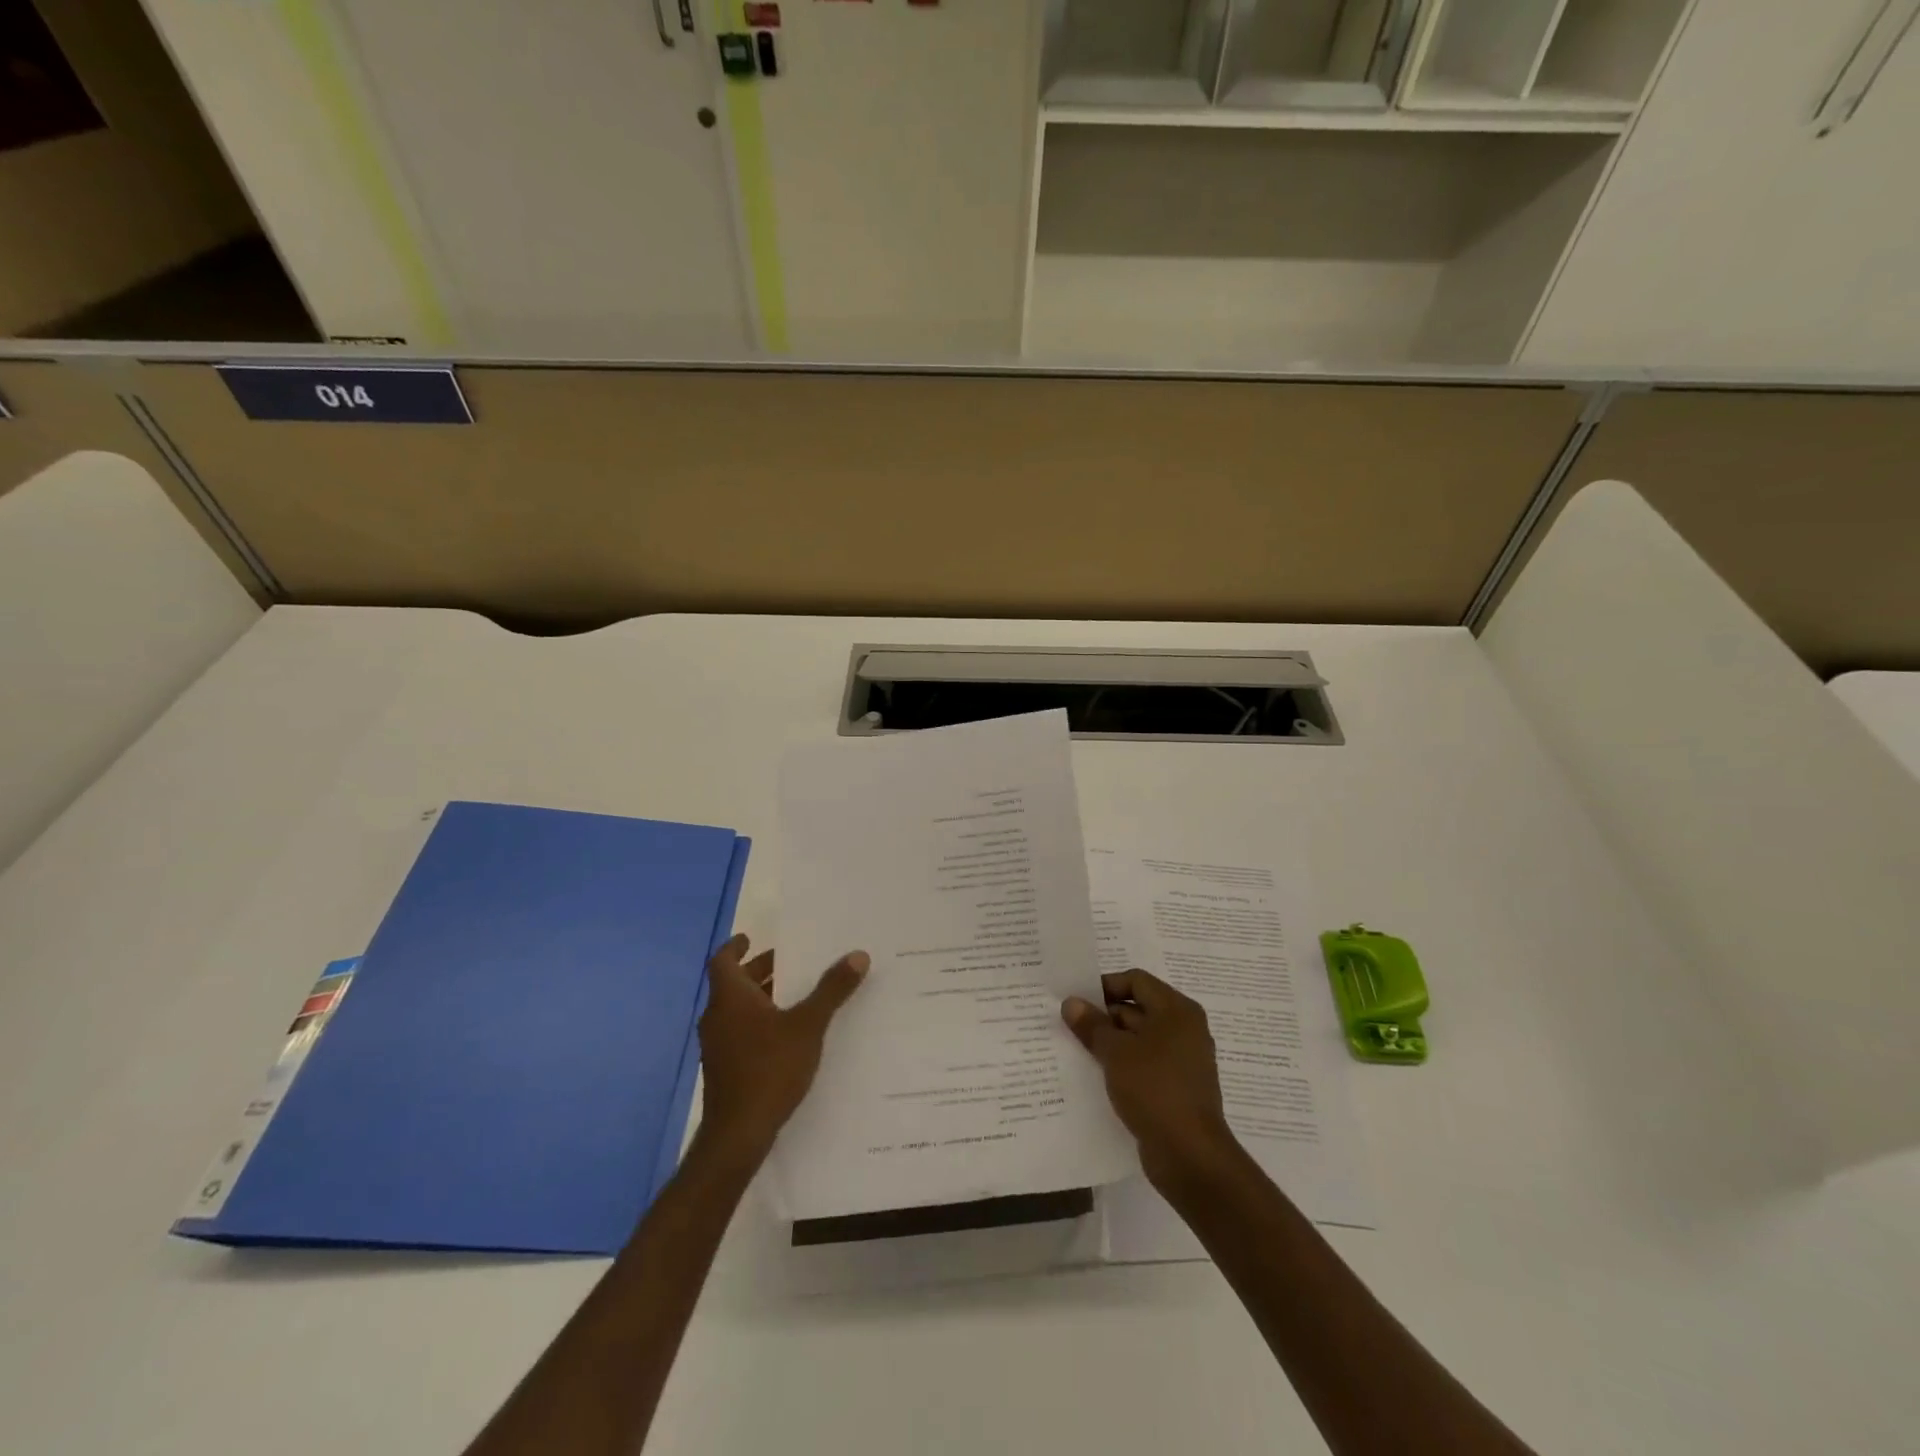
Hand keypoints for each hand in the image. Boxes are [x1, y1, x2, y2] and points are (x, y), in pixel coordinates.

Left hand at [697, 934, 868, 1160]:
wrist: (738, 1134)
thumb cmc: (769, 1069)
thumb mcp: (808, 1025)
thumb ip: (831, 990)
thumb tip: (858, 955)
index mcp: (730, 998)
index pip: (723, 960)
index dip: (736, 946)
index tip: (751, 938)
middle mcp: (717, 1016)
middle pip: (732, 983)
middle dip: (758, 971)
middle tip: (786, 962)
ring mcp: (717, 1045)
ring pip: (736, 1009)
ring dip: (759, 997)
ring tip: (792, 993)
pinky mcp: (723, 1069)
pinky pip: (739, 1031)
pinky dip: (758, 1022)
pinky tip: (785, 1033)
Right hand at [1062, 969, 1238, 1189]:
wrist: (1190, 1155)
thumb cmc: (1154, 1089)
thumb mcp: (1115, 1052)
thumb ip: (1092, 1025)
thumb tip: (1071, 1003)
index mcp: (1176, 1010)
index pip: (1136, 981)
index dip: (1105, 986)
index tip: (1077, 1001)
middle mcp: (1184, 1028)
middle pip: (1138, 1008)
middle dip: (1104, 1016)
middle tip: (1069, 1026)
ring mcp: (1182, 1059)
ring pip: (1139, 1039)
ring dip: (1110, 1042)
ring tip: (1076, 1050)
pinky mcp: (1177, 1087)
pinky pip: (1145, 1064)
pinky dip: (1123, 1065)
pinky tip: (1096, 1076)